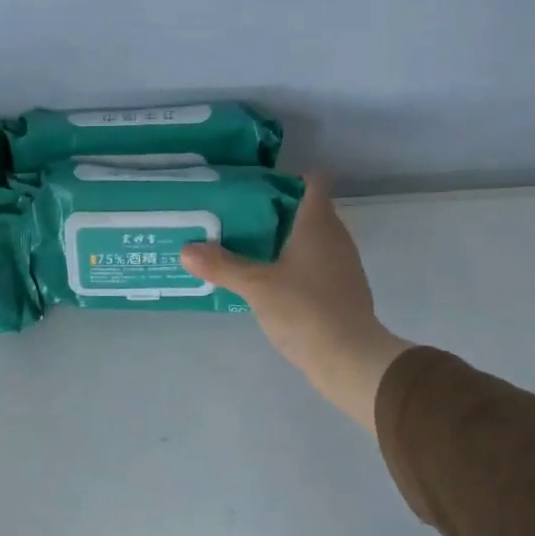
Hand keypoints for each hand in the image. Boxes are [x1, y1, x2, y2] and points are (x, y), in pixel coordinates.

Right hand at [180, 174, 413, 433]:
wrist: (349, 357)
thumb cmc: (305, 310)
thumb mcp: (255, 286)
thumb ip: (222, 266)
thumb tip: (185, 250)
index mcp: (319, 224)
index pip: (313, 182)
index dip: (287, 178)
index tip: (256, 188)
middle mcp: (336, 238)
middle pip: (308, 211)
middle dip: (276, 213)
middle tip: (239, 219)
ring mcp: (343, 266)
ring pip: (312, 241)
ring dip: (284, 242)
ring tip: (247, 251)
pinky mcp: (343, 292)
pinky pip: (316, 267)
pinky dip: (295, 268)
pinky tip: (270, 284)